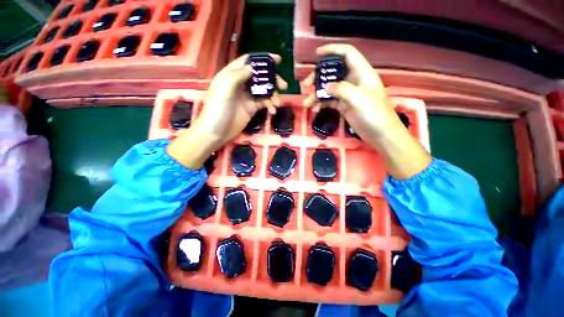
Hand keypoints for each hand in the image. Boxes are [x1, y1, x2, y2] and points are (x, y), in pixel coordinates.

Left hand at [167, 54, 287, 169]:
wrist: (216, 133)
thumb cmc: (217, 111)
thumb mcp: (224, 90)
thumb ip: (237, 76)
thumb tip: (252, 68)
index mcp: (231, 75)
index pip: (248, 62)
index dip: (263, 59)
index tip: (278, 60)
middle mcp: (240, 84)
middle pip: (259, 77)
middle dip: (272, 80)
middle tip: (284, 85)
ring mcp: (247, 97)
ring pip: (264, 91)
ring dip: (273, 96)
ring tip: (278, 103)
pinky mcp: (251, 109)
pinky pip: (264, 103)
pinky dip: (270, 106)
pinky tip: (273, 111)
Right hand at [302, 44, 402, 142]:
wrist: (380, 134)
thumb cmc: (374, 113)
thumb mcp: (358, 98)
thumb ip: (341, 89)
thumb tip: (325, 86)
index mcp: (361, 72)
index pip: (347, 54)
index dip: (333, 50)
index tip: (317, 54)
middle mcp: (353, 81)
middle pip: (333, 72)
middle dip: (318, 77)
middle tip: (306, 85)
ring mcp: (348, 94)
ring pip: (329, 89)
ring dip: (316, 95)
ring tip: (306, 103)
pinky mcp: (344, 106)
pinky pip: (329, 101)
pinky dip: (321, 104)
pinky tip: (315, 110)